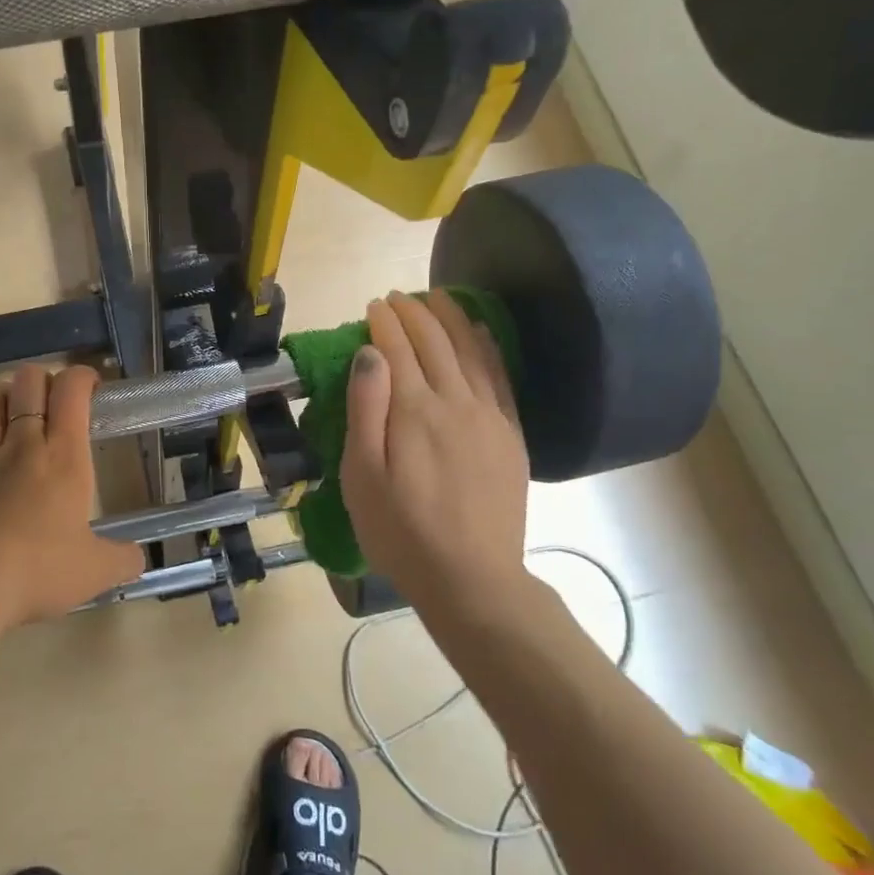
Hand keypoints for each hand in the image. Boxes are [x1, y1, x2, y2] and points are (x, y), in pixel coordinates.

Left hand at [0, 363, 142, 628]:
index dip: (83, 377)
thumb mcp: (97, 571)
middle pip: (27, 381)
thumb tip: (138, 559)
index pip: (72, 389)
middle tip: (52, 404)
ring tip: (7, 412)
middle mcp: (21, 444)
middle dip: (42, 380)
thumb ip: (123, 559)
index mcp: (63, 456)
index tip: (92, 390)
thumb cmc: (40, 572)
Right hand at [340, 291, 532, 620]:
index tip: (373, 305)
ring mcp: (489, 416)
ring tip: (438, 298)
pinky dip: (488, 346)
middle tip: (398, 296)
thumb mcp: (362, 476)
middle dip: (415, 312)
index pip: (398, 348)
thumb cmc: (400, 531)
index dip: (384, 322)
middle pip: (436, 342)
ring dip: (452, 318)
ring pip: (471, 350)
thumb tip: (371, 353)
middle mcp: (455, 402)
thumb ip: (365, 409)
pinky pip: (500, 376)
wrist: (471, 578)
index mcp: (413, 410)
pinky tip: (481, 331)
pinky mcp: (511, 435)